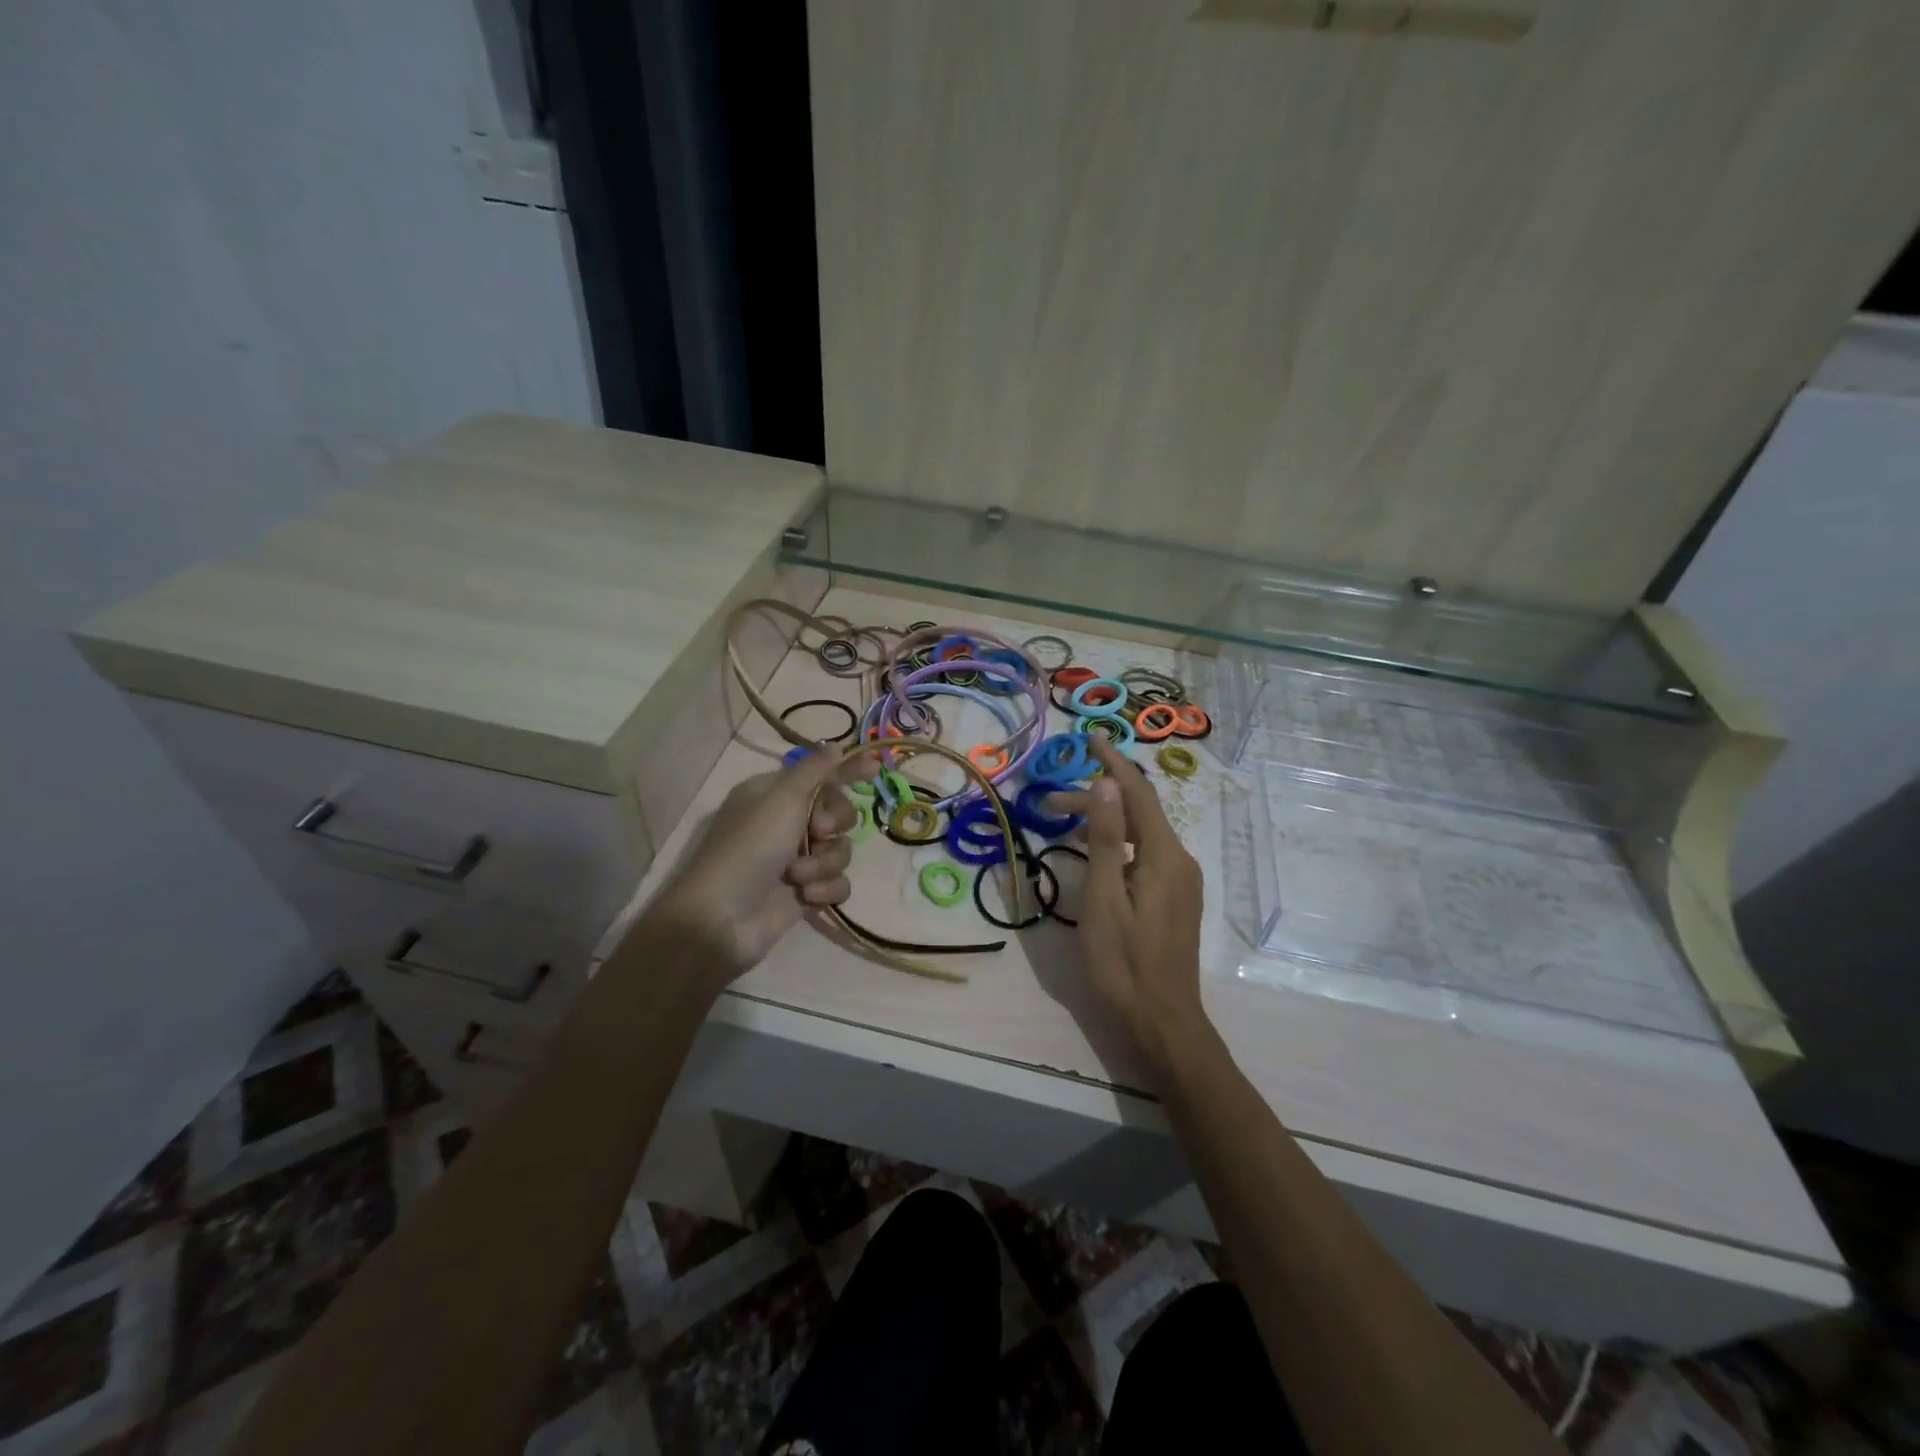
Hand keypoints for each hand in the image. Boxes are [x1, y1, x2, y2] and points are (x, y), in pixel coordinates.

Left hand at [643, 749, 863, 992]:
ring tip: (799, 876)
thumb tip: (835, 745)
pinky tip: (808, 897)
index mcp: (774, 794)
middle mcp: (786, 823)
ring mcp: (796, 859)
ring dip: (825, 861)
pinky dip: (826, 888)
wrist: (723, 918)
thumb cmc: (750, 847)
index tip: (875, 768)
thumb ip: (815, 770)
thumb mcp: (782, 798)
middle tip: (818, 832)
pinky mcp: (806, 891)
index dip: (848, 770)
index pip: (820, 774)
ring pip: (840, 849)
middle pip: (838, 812)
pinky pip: (838, 882)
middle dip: (834, 823)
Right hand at [1053, 739, 1208, 1075]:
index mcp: (1163, 855)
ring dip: (1105, 822)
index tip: (1090, 736)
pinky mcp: (1176, 898)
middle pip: (1138, 813)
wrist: (1163, 1021)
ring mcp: (1181, 881)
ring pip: (1141, 834)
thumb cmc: (1124, 962)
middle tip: (1049, 806)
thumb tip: (1106, 784)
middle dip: (1096, 800)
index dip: (1113, 762)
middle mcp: (1179, 860)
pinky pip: (1146, 854)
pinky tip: (1096, 854)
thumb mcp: (1104, 899)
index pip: (1137, 793)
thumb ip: (1105, 840)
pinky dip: (1118, 843)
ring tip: (1064, 827)